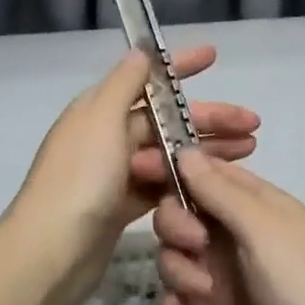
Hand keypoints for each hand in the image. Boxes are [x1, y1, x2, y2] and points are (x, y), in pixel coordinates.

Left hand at [0, 47, 259, 304]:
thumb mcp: (101, 120)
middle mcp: (107, 136)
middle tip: (253, 125)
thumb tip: (141, 51)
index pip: (145, 78)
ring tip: (249, 152)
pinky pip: (163, 185)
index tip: (214, 56)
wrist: (51, 253)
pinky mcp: (122, 207)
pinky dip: (188, 182)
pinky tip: (217, 185)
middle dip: (209, 118)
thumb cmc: (79, 179)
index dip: (180, 67)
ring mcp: (114, 173)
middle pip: (166, 120)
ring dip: (206, 150)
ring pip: (170, 153)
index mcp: (99, 109)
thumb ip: (123, 84)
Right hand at [152, 152, 304, 304]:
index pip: (203, 170)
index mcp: (254, 200)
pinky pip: (183, 292)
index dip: (171, 167)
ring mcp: (229, 270)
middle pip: (183, 210)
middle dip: (177, 226)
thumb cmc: (303, 283)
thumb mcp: (261, 229)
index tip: (137, 168)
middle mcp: (238, 229)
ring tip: (202, 294)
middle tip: (194, 246)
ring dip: (179, 269)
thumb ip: (219, 191)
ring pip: (178, 253)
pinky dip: (178, 299)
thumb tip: (184, 150)